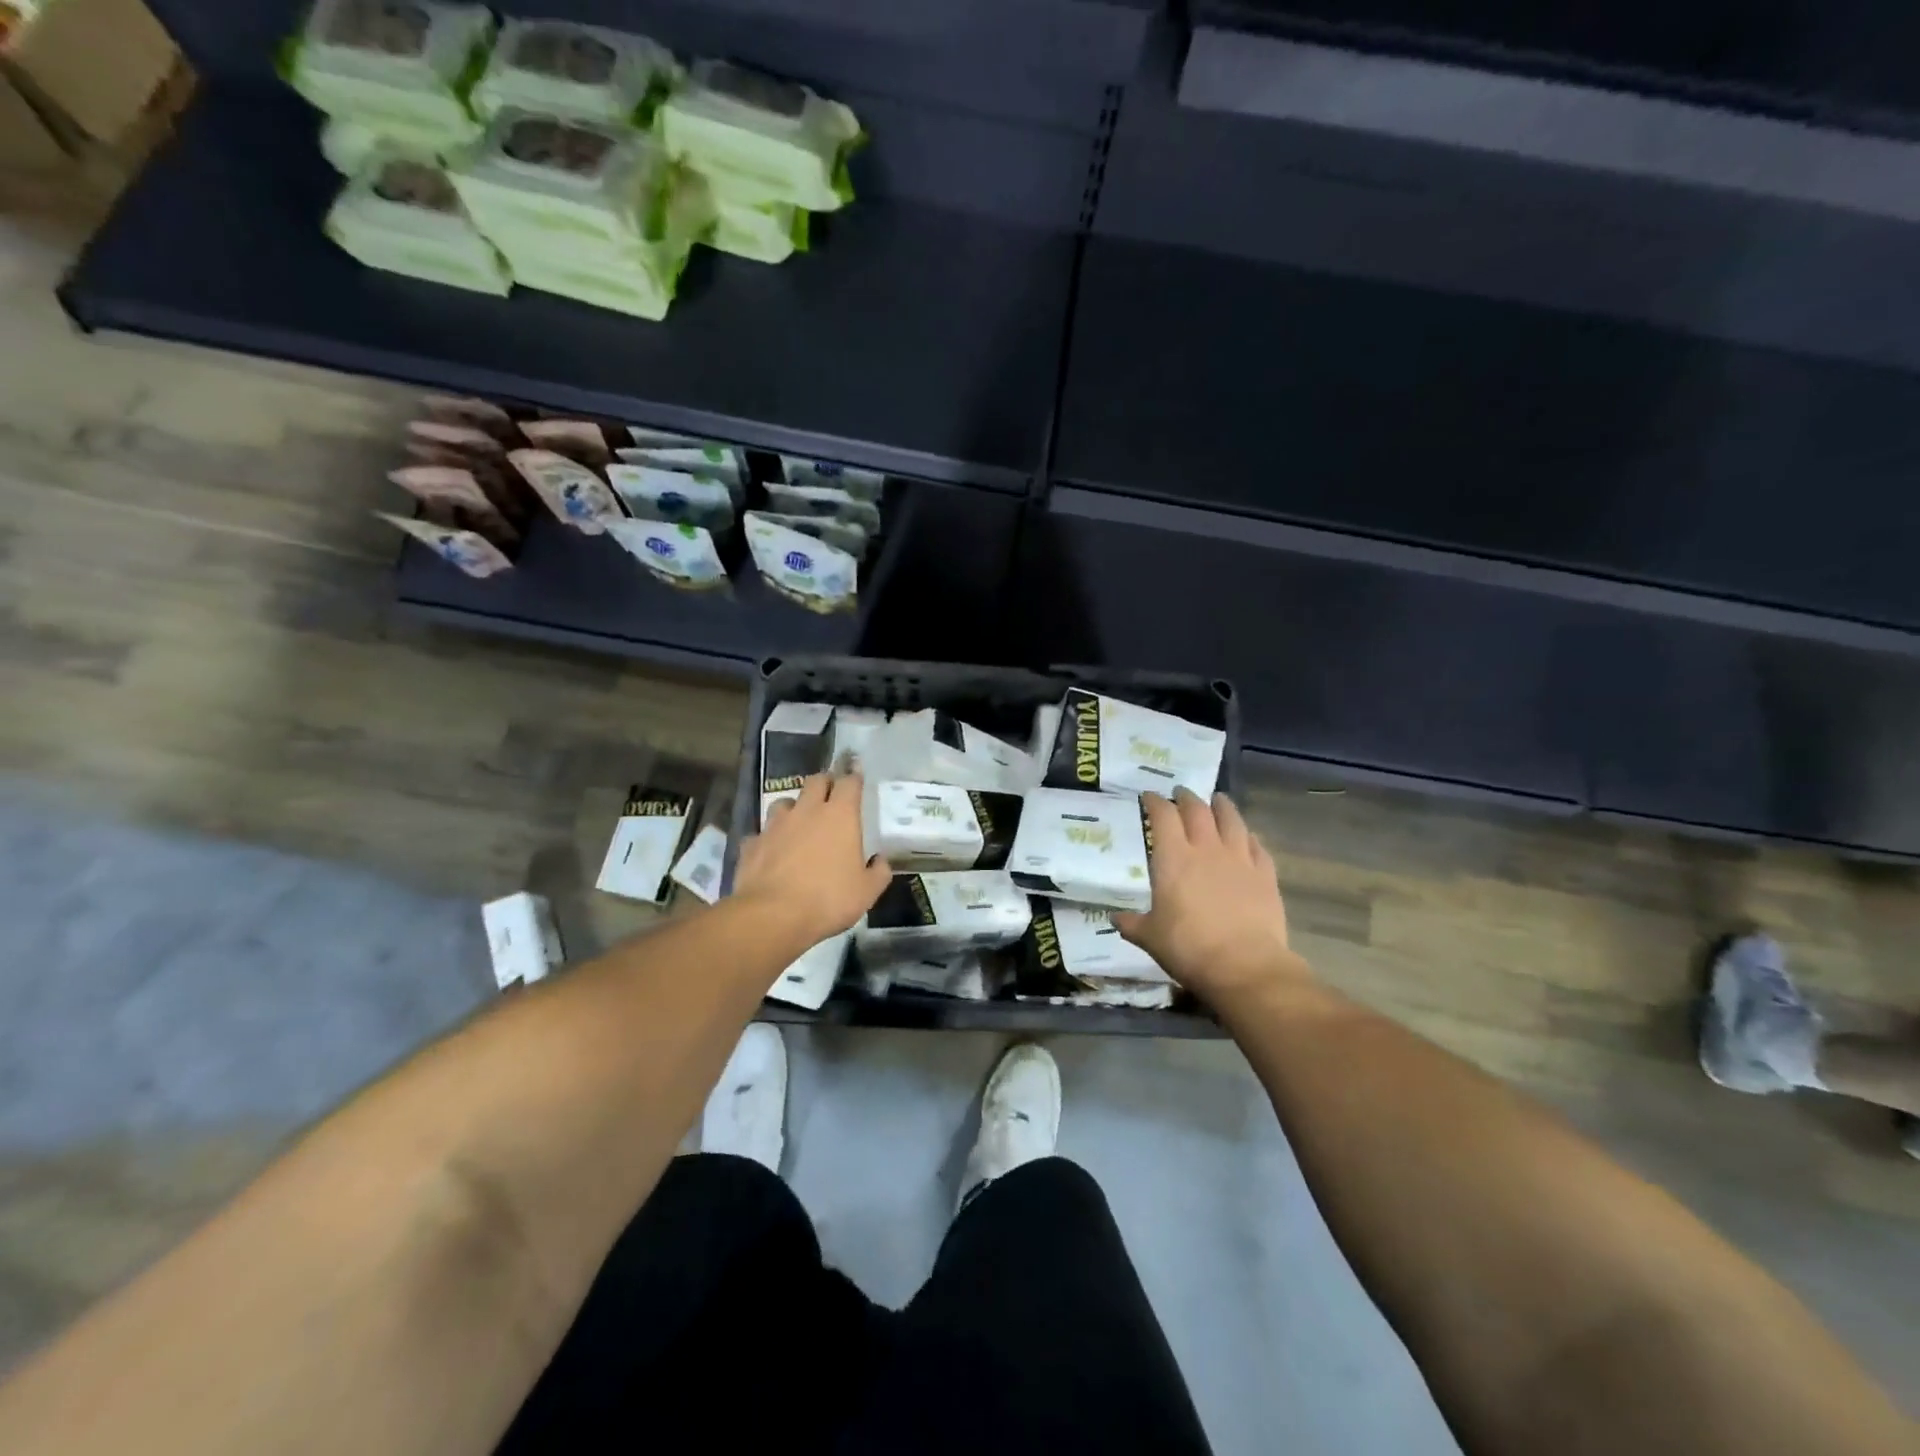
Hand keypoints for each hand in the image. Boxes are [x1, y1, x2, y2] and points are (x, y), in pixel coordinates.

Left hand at [733, 772, 890, 944]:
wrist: (773, 916)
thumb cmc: (828, 899)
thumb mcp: (867, 892)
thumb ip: (878, 872)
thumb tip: (879, 861)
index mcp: (840, 816)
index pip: (849, 782)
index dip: (854, 776)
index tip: (857, 775)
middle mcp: (807, 811)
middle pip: (816, 780)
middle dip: (825, 783)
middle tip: (830, 796)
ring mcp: (776, 825)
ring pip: (784, 802)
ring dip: (794, 808)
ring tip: (799, 823)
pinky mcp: (753, 844)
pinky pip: (762, 833)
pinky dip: (769, 839)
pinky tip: (772, 853)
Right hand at [1114, 789, 1310, 1002]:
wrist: (1244, 966)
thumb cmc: (1188, 948)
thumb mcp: (1150, 937)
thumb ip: (1132, 924)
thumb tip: (1115, 918)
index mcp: (1173, 858)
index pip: (1163, 816)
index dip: (1155, 802)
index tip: (1149, 796)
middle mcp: (1206, 849)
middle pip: (1197, 810)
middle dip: (1186, 798)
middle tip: (1181, 793)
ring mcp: (1240, 860)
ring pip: (1231, 820)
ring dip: (1222, 806)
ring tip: (1217, 800)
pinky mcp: (1265, 875)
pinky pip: (1257, 847)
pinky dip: (1249, 837)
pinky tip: (1248, 836)